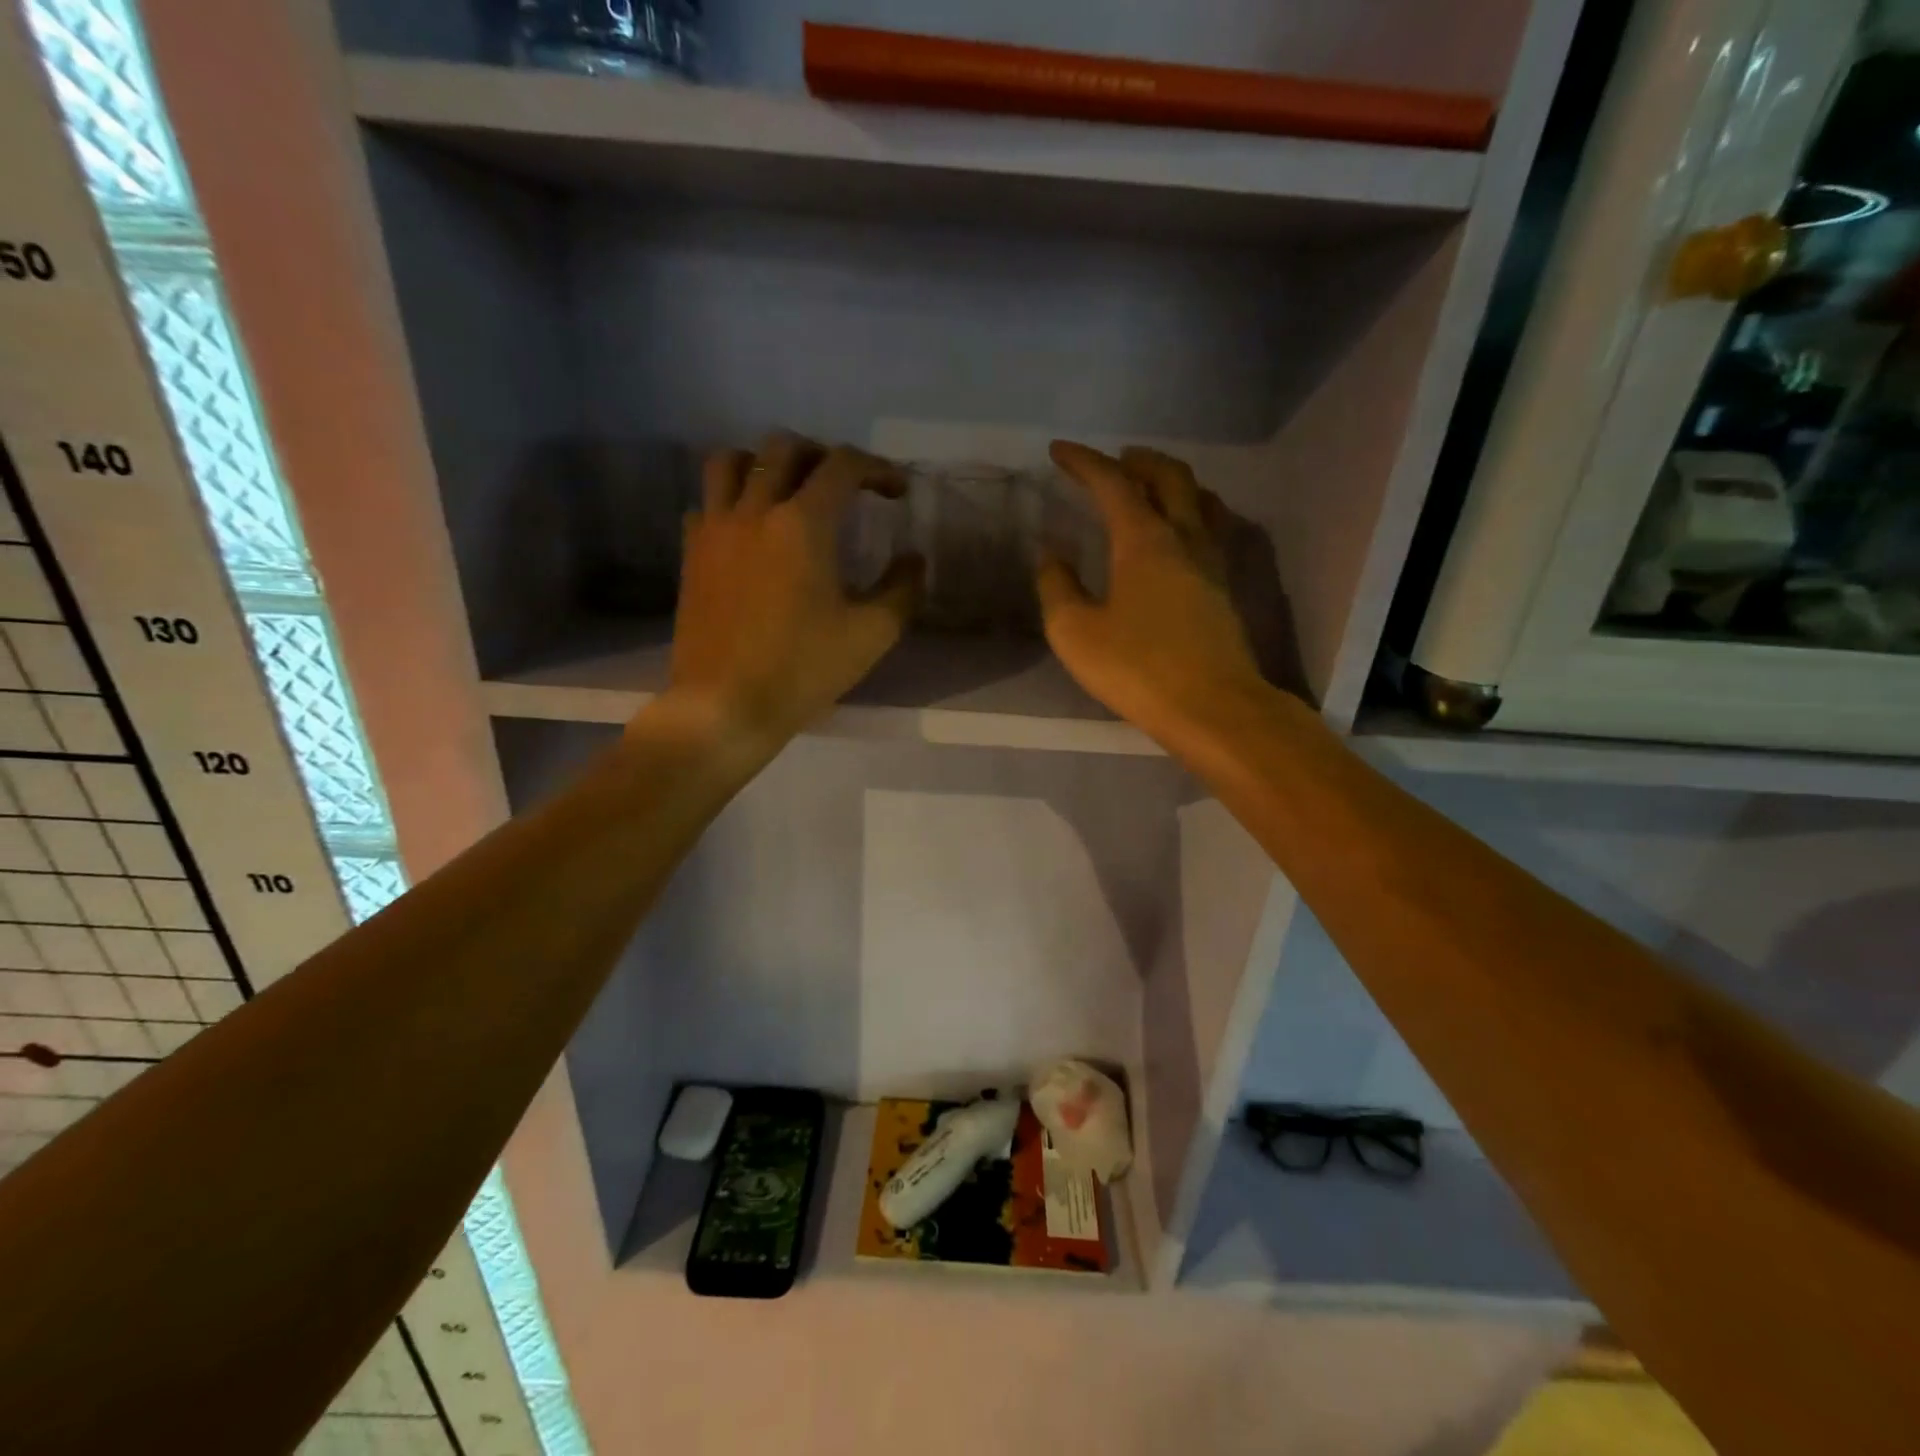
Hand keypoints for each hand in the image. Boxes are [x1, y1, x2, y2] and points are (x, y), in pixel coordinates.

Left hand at [666, 434, 921, 748]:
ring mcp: (715, 529)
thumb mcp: (871, 635)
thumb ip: (902, 590)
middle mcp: (754, 510)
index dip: (877, 469)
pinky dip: (730, 500)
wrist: (725, 705)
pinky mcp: (691, 554)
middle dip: (822, 455)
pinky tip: (749, 530)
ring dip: (764, 463)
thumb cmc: (802, 670)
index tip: (896, 492)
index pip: (842, 465)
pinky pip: (706, 503)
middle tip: (844, 486)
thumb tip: (914, 560)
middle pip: (784, 447)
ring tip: (787, 490)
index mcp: (803, 523)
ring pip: (730, 461)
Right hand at [1038, 441, 1265, 739]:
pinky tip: (1177, 535)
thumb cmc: (1137, 669)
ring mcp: (1212, 561)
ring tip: (1148, 488)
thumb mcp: (1075, 632)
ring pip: (1198, 498)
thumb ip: (1057, 588)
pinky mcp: (1225, 588)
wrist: (1213, 708)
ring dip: (1170, 482)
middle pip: (1169, 476)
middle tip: (1114, 460)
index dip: (1084, 462)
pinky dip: (1189, 512)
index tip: (1059, 452)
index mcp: (1144, 540)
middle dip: (1137, 461)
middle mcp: (1184, 537)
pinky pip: (1209, 527)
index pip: (1113, 483)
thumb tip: (1052, 556)